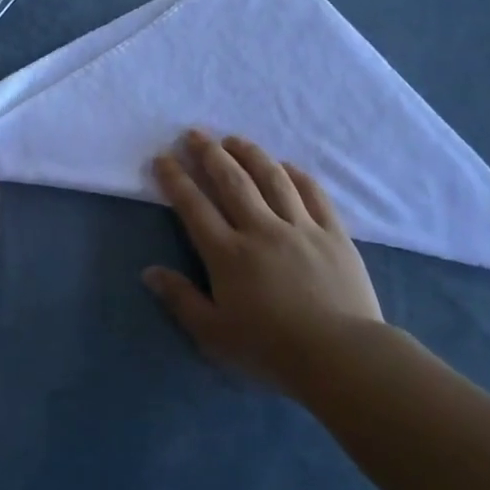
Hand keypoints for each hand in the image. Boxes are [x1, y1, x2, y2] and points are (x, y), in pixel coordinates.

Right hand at [143, 131, 380, 391]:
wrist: (340, 355)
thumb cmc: (270, 349)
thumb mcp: (214, 334)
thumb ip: (181, 300)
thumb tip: (149, 272)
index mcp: (228, 254)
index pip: (194, 207)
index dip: (176, 179)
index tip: (164, 158)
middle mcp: (261, 230)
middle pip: (232, 182)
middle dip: (210, 154)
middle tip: (195, 134)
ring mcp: (300, 228)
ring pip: (272, 179)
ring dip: (250, 154)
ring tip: (234, 139)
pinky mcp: (333, 234)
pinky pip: (313, 194)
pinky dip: (296, 175)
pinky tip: (286, 165)